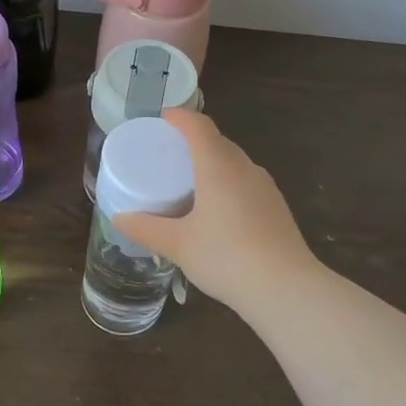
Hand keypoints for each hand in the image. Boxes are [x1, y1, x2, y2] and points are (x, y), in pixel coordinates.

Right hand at [112, 109, 316, 313]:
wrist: (285, 288)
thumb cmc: (226, 257)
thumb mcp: (178, 245)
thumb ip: (146, 229)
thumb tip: (119, 218)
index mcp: (218, 167)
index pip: (199, 126)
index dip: (180, 117)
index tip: (162, 118)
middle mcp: (244, 168)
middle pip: (217, 141)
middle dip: (193, 140)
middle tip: (169, 154)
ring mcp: (265, 187)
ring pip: (234, 162)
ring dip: (212, 163)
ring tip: (189, 182)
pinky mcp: (276, 207)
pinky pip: (246, 182)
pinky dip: (227, 183)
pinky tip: (217, 210)